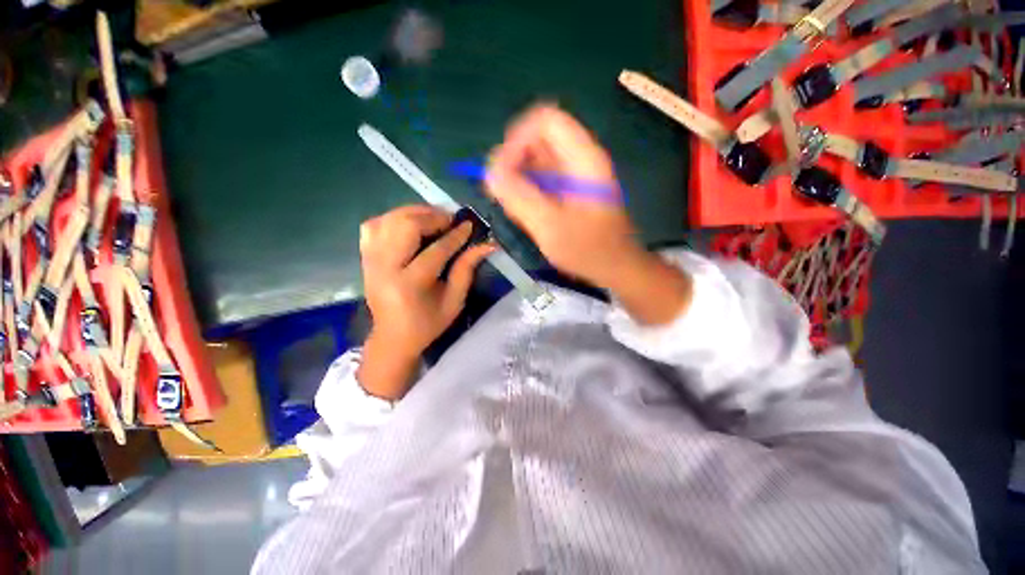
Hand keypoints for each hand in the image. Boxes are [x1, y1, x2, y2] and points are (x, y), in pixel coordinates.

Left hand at [357, 205, 493, 399]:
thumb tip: (487, 245)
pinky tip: (408, 224)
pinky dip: (392, 218)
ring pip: (388, 220)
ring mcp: (370, 261)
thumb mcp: (454, 301)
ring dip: (414, 213)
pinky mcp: (364, 258)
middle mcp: (385, 268)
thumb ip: (467, 269)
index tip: (469, 225)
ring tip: (433, 218)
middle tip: (450, 219)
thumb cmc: (428, 323)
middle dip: (432, 216)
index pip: (436, 250)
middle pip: (405, 226)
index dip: (455, 235)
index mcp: (410, 285)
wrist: (393, 337)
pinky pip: (373, 225)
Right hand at [484, 105, 642, 287]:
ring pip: (537, 157)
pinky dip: (526, 187)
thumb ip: (520, 198)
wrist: (615, 267)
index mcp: (583, 158)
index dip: (518, 139)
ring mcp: (575, 173)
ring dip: (518, 175)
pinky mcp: (569, 188)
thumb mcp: (551, 227)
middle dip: (514, 159)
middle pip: (538, 137)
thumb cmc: (589, 250)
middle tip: (502, 191)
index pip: (545, 121)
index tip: (503, 171)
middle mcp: (580, 158)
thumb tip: (490, 172)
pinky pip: (541, 176)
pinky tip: (523, 210)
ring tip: (511, 204)